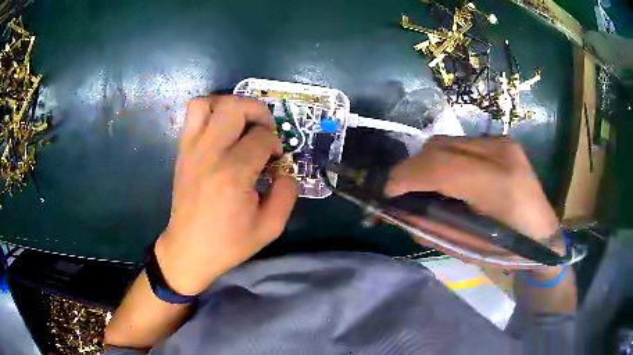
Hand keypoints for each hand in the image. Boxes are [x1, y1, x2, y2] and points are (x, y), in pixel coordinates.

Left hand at [155, 96, 297, 294]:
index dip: (275, 144)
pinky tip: (221, 131)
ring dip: (229, 105)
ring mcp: (191, 149)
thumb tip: (285, 171)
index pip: (261, 137)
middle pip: (234, 107)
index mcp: (233, 173)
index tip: (275, 160)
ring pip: (206, 103)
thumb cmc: (228, 242)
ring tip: (240, 123)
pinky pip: (192, 115)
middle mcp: (210, 153)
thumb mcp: (270, 227)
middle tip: (264, 130)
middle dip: (257, 111)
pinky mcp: (182, 151)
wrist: (189, 249)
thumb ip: (286, 194)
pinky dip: (210, 112)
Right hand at [385, 136, 561, 264]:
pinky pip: (461, 144)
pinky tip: (451, 178)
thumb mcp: (467, 249)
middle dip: (413, 167)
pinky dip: (446, 159)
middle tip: (404, 191)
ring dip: (429, 162)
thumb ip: (431, 227)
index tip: (387, 191)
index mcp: (499, 186)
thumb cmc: (508, 252)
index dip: (406, 176)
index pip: (441, 167)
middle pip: (440, 146)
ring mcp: (503, 143)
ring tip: (426, 185)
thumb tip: (401, 211)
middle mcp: (501, 153)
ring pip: (448, 141)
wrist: (543, 236)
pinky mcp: (502, 142)